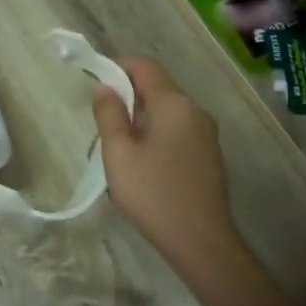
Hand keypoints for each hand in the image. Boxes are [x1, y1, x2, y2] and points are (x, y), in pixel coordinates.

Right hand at [91, 57, 236, 262]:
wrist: (199, 239)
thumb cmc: (152, 193)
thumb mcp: (118, 153)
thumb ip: (109, 114)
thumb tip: (104, 86)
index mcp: (173, 103)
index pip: (145, 66)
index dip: (118, 67)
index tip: (96, 82)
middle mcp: (195, 110)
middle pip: (157, 89)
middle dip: (128, 99)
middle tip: (103, 127)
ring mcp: (206, 133)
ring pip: (167, 113)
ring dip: (141, 121)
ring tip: (120, 152)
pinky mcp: (209, 154)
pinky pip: (178, 132)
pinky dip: (157, 136)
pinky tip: (145, 167)